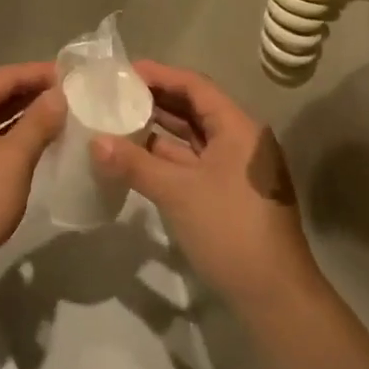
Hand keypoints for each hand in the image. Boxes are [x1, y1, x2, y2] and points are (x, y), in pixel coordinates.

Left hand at [0, 63, 65, 296]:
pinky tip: (28, 146)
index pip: (8, 74)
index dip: (41, 73)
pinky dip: (3, 135)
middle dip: (32, 93)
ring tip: (56, 119)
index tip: (73, 75)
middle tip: (70, 97)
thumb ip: (39, 121)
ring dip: (19, 116)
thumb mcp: (15, 159)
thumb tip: (58, 94)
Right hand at [91, 62, 322, 317]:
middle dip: (155, 100)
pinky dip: (166, 157)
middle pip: (194, 109)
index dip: (159, 75)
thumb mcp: (178, 192)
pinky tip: (134, 157)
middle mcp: (239, 140)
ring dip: (158, 130)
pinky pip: (192, 163)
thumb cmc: (230, 230)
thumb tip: (94, 141)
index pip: (195, 86)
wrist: (274, 296)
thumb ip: (134, 163)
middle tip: (114, 93)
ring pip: (192, 138)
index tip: (122, 72)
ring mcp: (235, 169)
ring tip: (117, 119)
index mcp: (238, 128)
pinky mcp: (228, 194)